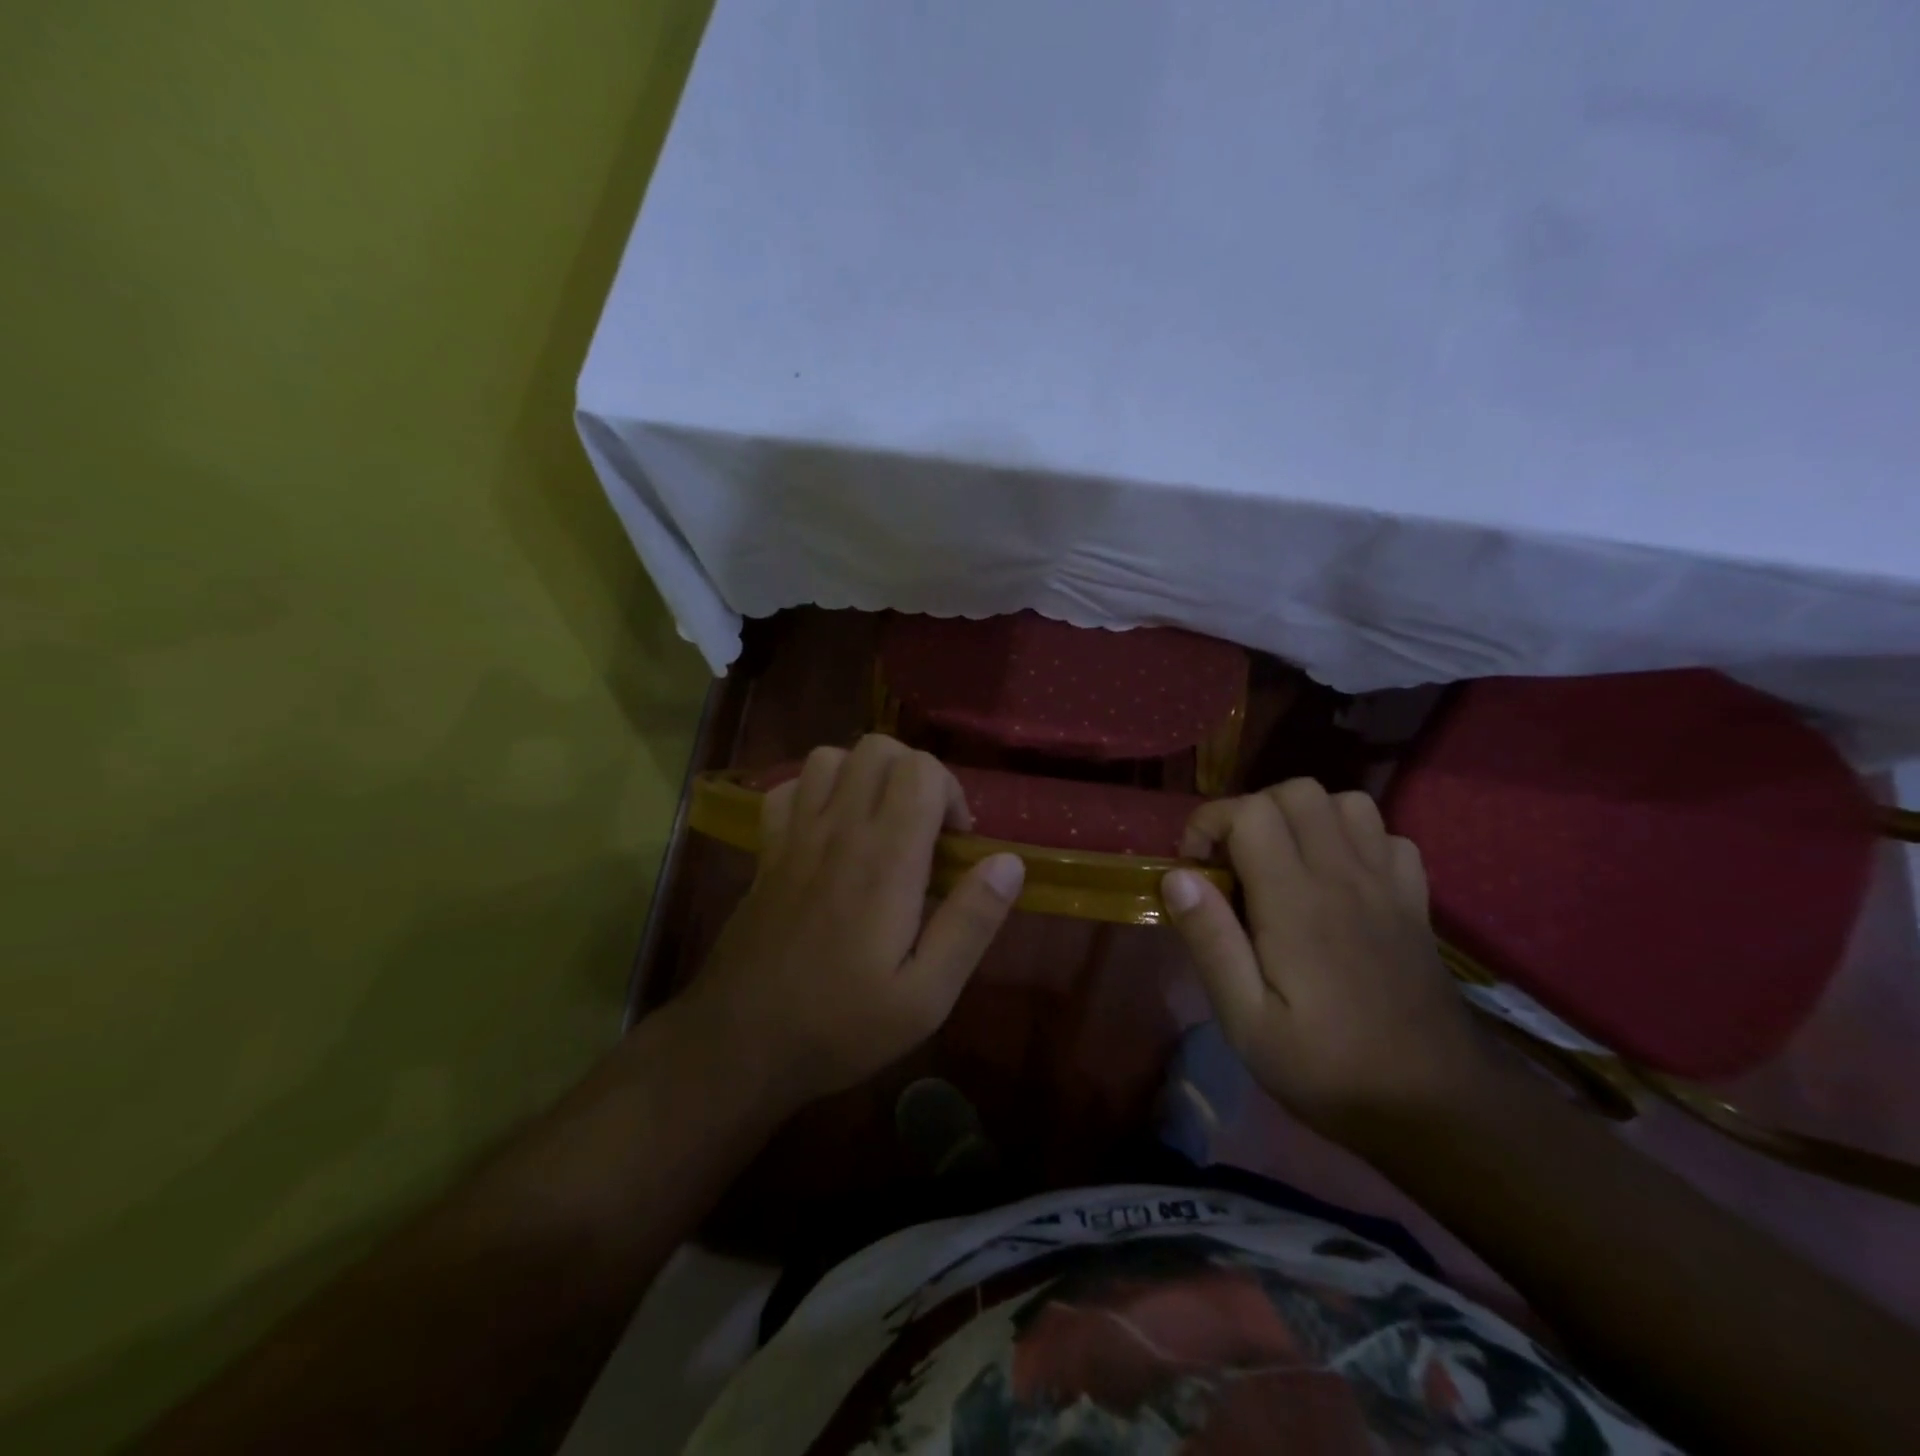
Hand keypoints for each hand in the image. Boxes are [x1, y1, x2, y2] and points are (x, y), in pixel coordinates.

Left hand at [678, 736, 1024, 1109]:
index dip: (951, 792)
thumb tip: (1009, 862)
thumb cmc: (841, 1025)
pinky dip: (813, 792)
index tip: (957, 843)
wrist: (739, 1045)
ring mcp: (794, 836)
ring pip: (830, 757)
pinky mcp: (766, 851)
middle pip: (878, 748)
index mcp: (885, 860)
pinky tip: (829, 829)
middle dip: (914, 772)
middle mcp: (838, 831)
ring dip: (864, 775)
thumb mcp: (926, 996)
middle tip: (925, 827)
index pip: (921, 771)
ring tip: (880, 821)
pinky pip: (786, 789)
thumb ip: (971, 923)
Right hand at [1161, 779, 1499, 1144]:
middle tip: (1233, 863)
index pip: (1251, 812)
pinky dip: (1355, 841)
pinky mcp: (1415, 902)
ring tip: (1282, 862)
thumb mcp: (1247, 1022)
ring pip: (1346, 803)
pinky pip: (1388, 838)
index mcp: (1297, 902)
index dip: (1211, 823)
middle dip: (1252, 811)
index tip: (1195, 868)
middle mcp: (1344, 877)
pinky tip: (1338, 879)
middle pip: (1297, 792)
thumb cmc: (1328, 1069)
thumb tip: (1178, 877)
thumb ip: (1211, 942)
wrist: (1436, 1108)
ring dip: (1305, 818)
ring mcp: (1388, 885)